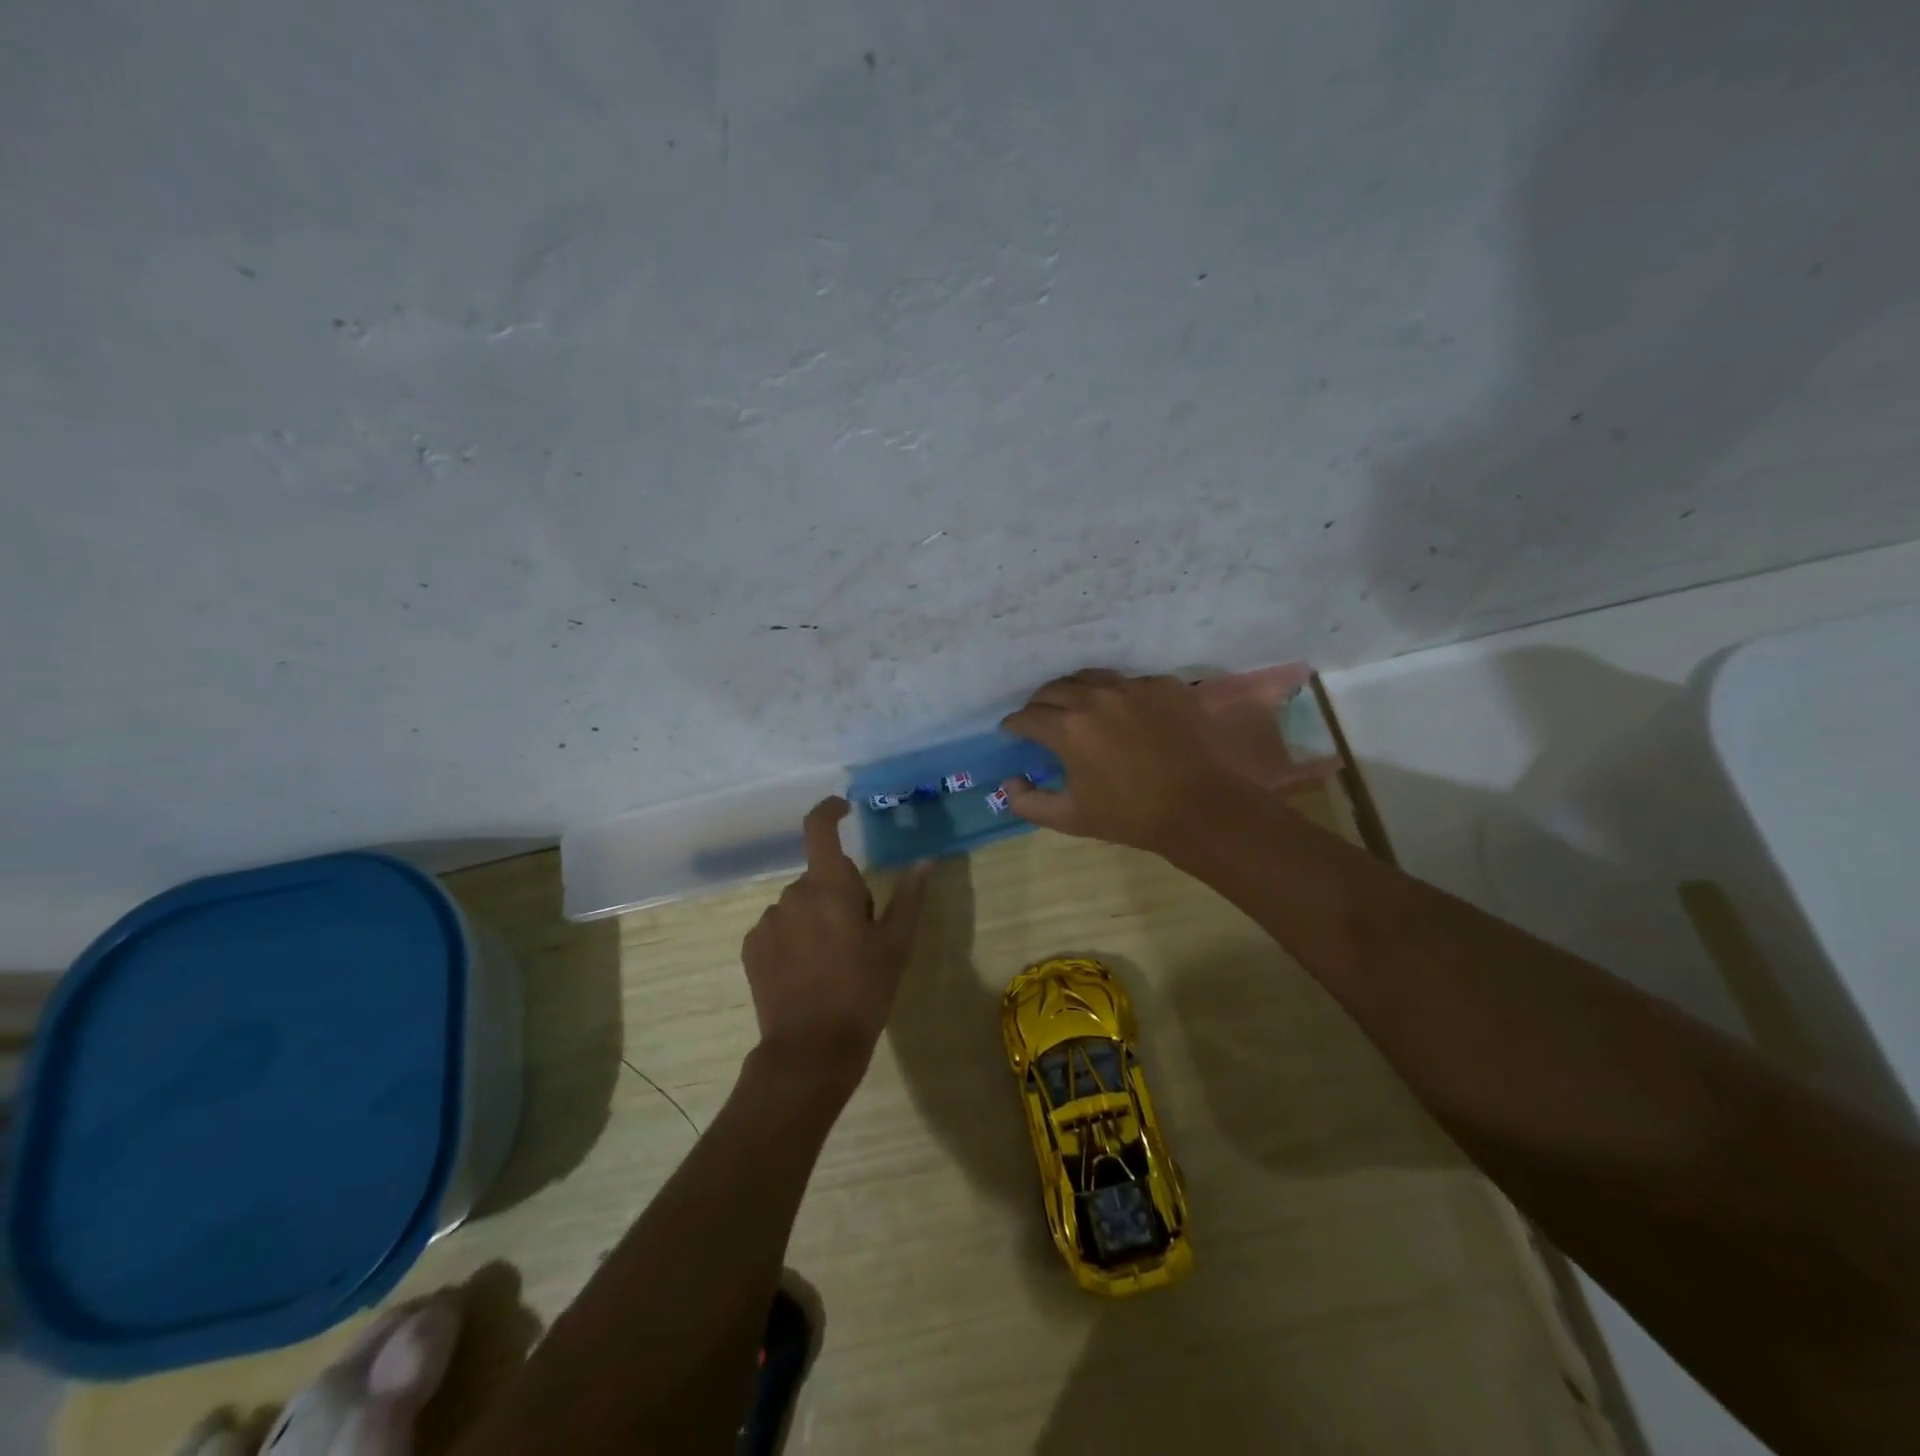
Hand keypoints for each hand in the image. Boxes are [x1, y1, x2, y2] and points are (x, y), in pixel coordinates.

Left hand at [741, 797, 929, 1087]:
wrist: (811, 1048)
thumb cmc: (862, 990)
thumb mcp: (896, 945)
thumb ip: (908, 897)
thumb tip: (924, 861)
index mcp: (829, 885)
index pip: (819, 828)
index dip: (829, 810)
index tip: (843, 809)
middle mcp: (792, 893)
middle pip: (820, 877)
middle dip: (839, 894)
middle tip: (860, 934)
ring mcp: (768, 921)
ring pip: (799, 905)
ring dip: (815, 918)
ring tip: (833, 961)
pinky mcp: (751, 947)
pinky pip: (779, 928)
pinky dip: (794, 939)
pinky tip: (807, 973)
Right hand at [999, 669, 1242, 853]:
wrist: (1201, 806)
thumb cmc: (1131, 815)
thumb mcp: (1071, 818)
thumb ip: (1029, 803)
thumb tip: (1008, 783)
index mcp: (1068, 728)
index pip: (1027, 716)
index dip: (1014, 725)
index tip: (1011, 732)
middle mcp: (1096, 697)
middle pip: (1054, 689)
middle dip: (1039, 704)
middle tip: (1039, 719)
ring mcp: (1133, 687)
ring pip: (1090, 677)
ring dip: (1074, 691)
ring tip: (1076, 706)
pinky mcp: (1164, 685)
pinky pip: (1129, 682)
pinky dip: (1116, 694)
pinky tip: (1122, 712)